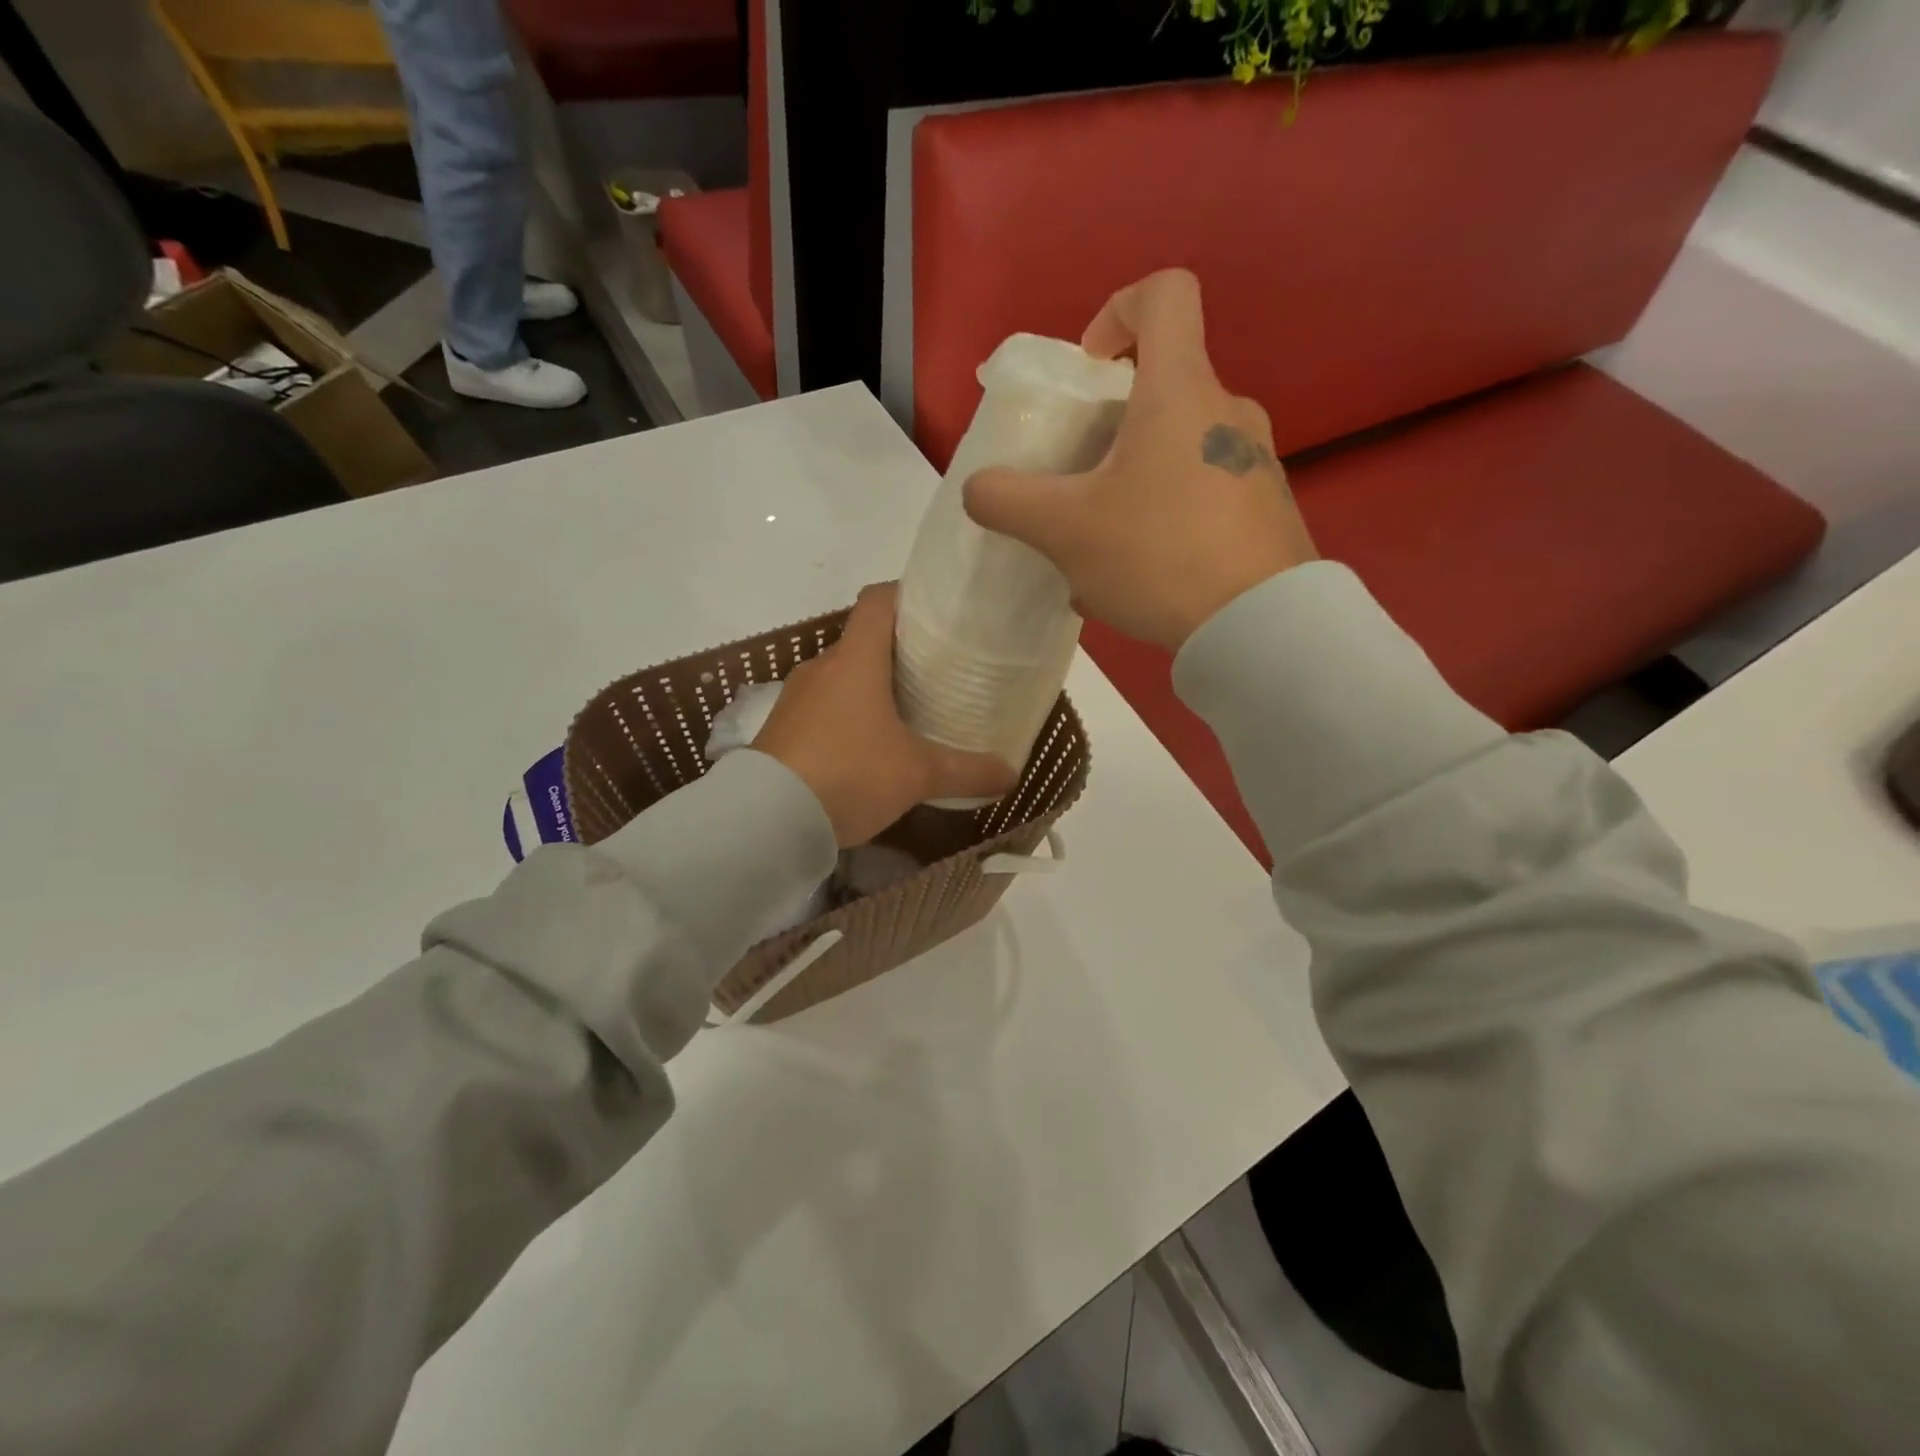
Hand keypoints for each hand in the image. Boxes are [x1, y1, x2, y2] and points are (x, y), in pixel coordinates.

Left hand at [753, 584, 1015, 845]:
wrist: (765, 820)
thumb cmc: (849, 775)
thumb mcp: (917, 776)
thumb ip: (967, 772)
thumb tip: (1012, 774)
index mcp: (856, 660)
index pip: (878, 600)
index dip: (907, 594)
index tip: (937, 611)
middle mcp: (822, 667)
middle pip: (863, 641)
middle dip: (898, 651)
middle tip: (935, 671)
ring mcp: (796, 698)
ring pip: (841, 677)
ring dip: (870, 687)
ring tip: (905, 712)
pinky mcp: (781, 728)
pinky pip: (822, 707)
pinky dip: (846, 715)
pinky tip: (866, 748)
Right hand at [964, 269, 1317, 649]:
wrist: (1259, 627)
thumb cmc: (1158, 555)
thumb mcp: (1064, 530)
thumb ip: (1007, 501)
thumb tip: (978, 489)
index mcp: (1180, 391)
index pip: (1164, 295)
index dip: (1117, 312)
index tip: (1090, 369)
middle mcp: (1227, 413)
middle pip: (1163, 387)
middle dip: (1111, 427)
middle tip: (1079, 483)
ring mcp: (1255, 464)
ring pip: (1179, 453)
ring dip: (1134, 486)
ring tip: (1102, 552)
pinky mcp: (1268, 512)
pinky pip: (1203, 500)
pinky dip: (1165, 523)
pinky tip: (1141, 583)